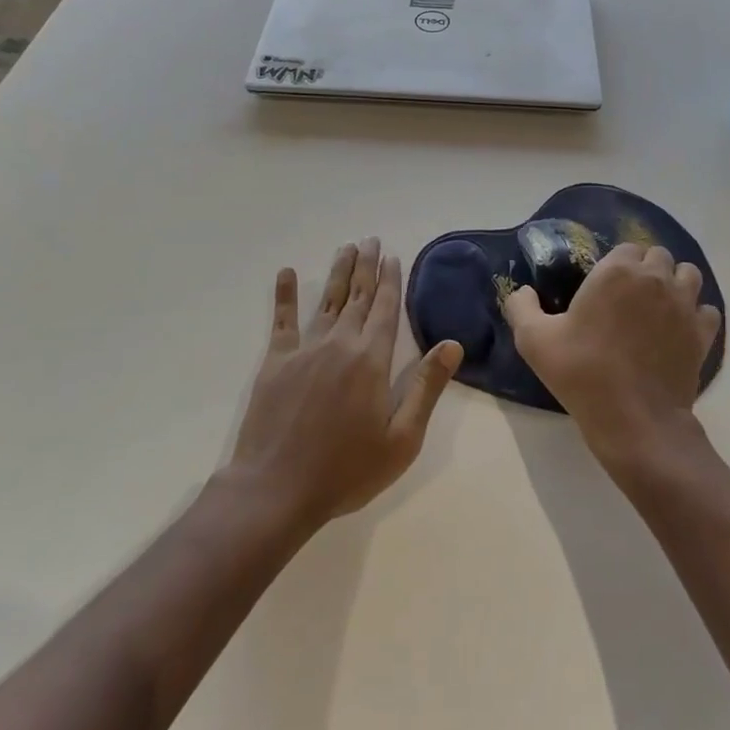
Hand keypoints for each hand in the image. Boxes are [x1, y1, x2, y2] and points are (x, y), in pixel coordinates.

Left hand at [229, 238, 462, 529]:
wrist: (276, 490)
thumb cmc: (346, 470)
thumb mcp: (402, 439)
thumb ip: (426, 387)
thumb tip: (453, 344)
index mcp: (371, 359)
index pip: (385, 308)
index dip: (390, 280)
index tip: (392, 256)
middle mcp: (340, 343)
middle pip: (357, 295)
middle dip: (366, 266)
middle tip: (370, 239)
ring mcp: (305, 349)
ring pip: (326, 300)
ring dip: (337, 272)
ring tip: (345, 247)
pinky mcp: (275, 362)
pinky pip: (282, 320)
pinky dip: (284, 295)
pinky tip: (286, 272)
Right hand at [504, 242, 720, 467]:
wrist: (635, 421)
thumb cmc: (583, 373)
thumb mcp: (534, 340)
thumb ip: (521, 307)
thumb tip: (522, 291)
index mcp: (617, 271)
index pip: (626, 248)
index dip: (617, 263)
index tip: (604, 286)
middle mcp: (655, 279)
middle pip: (659, 256)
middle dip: (646, 269)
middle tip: (628, 297)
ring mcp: (684, 305)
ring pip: (688, 275)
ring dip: (675, 283)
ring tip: (658, 307)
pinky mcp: (702, 333)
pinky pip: (706, 310)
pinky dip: (695, 314)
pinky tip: (679, 330)